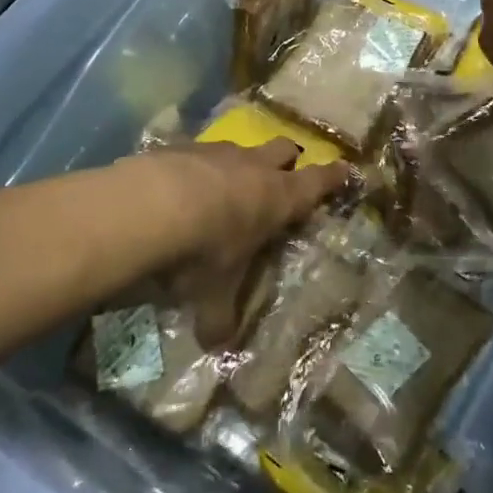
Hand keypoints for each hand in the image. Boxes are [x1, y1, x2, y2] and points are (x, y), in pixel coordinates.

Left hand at [128, 140, 350, 345]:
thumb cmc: (201, 252)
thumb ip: (218, 318)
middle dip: (287, 160)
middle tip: (285, 172)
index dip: (332, 177)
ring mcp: (217, 151)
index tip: (345, 168)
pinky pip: (199, 150)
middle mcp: (253, 167)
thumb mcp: (212, 293)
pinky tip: (180, 182)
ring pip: (241, 147)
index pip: (317, 183)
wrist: (147, 206)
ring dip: (240, 162)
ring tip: (226, 182)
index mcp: (277, 199)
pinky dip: (198, 164)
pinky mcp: (182, 145)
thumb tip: (217, 348)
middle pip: (283, 149)